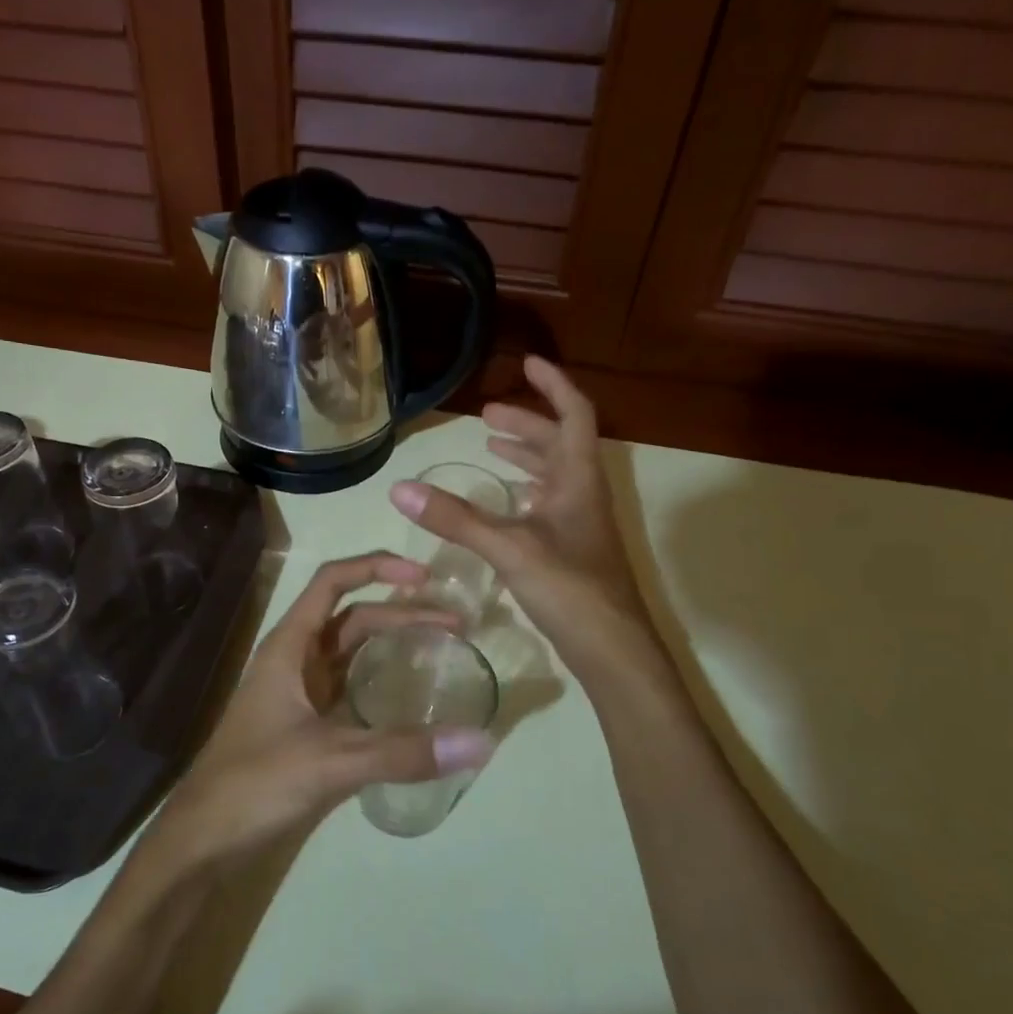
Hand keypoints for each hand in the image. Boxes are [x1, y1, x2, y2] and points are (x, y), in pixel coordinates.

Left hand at [135, 553, 495, 882]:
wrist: (202, 840)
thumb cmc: (254, 784)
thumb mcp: (330, 762)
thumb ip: (403, 751)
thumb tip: (481, 741)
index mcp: (289, 647)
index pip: (332, 582)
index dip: (376, 566)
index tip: (424, 576)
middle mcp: (294, 660)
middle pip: (353, 618)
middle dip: (402, 612)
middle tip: (457, 624)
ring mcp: (299, 694)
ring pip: (352, 653)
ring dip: (393, 644)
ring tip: (443, 648)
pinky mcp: (306, 727)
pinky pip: (350, 690)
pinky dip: (381, 683)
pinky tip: (411, 699)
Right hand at [391, 356, 657, 681]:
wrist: (612, 650)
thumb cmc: (570, 588)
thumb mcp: (509, 547)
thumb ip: (455, 518)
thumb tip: (400, 487)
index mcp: (578, 480)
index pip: (574, 414)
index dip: (554, 385)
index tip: (527, 363)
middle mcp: (583, 494)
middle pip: (560, 443)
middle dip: (525, 423)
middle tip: (486, 416)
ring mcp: (580, 524)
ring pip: (554, 475)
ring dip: (525, 456)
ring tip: (490, 446)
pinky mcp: (571, 550)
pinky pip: (547, 505)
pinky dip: (524, 492)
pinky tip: (504, 503)